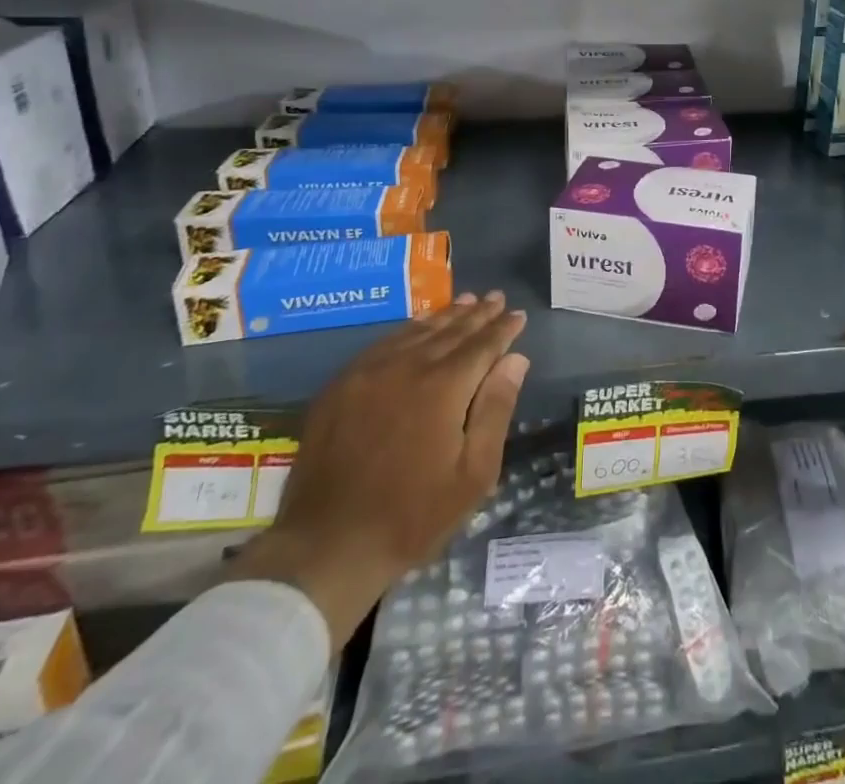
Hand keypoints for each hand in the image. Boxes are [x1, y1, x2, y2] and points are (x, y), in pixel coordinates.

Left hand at [229, 292, 528, 647]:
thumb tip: (516, 359)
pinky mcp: (341, 385)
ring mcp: (369, 372)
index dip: (503, 329)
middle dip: (478, 314)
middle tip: (496, 297)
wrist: (326, 547)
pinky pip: (383, 343)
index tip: (518, 314)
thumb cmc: (412, 516)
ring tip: (466, 302)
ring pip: (417, 331)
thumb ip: (496, 409)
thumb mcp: (473, 474)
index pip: (482, 345)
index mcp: (444, 387)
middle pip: (451, 331)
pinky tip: (418, 327)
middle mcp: (408, 367)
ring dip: (446, 316)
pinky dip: (409, 330)